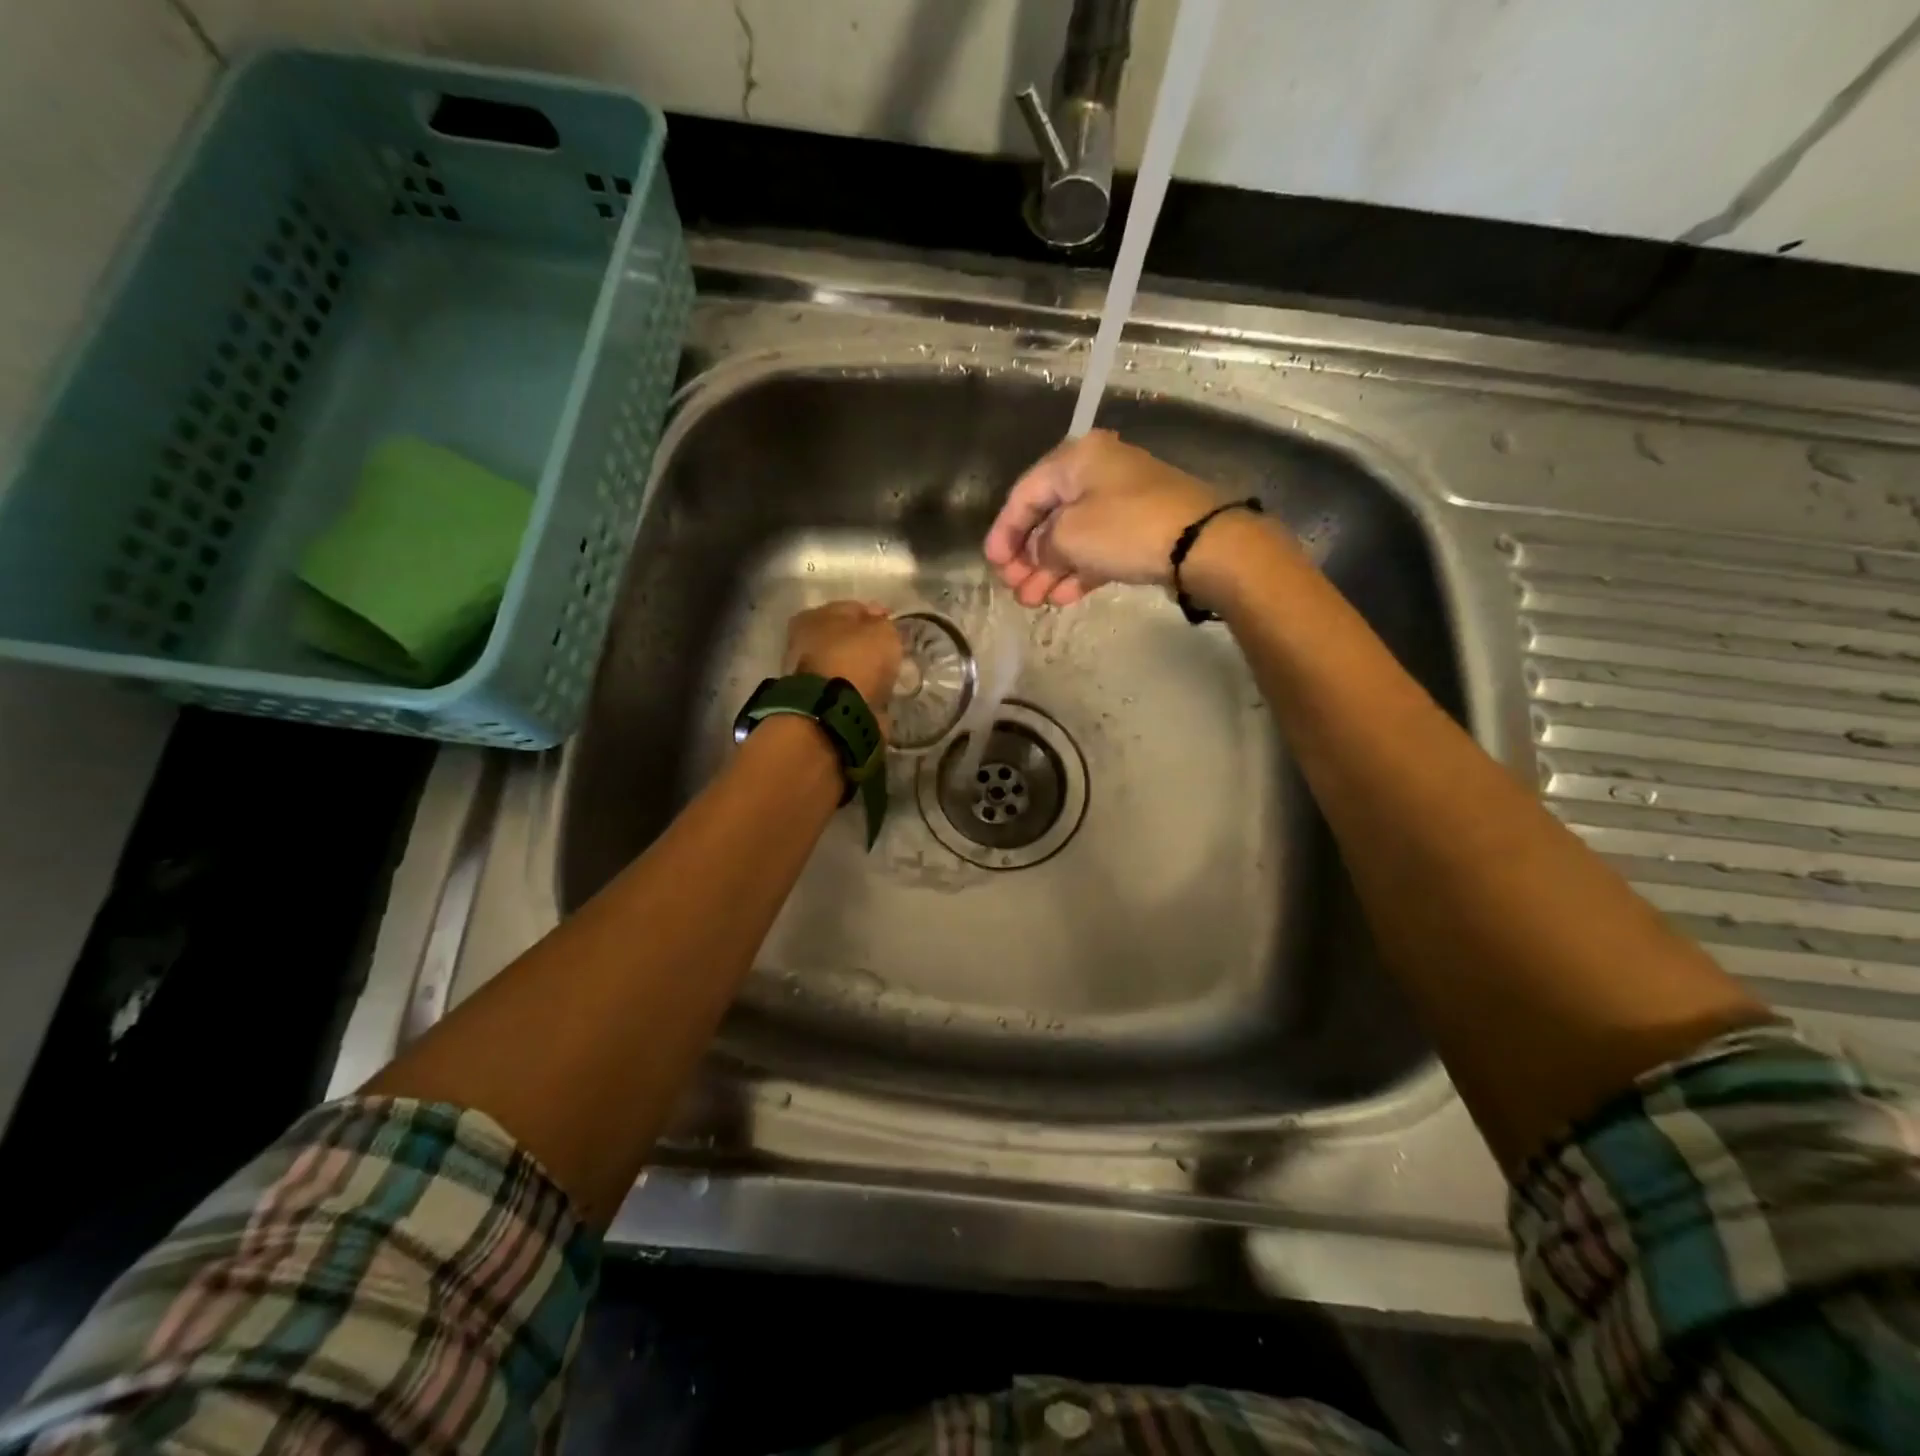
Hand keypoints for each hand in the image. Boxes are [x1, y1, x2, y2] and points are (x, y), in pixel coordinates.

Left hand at [785, 601, 902, 720]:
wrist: (834, 711)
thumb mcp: (882, 632)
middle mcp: (803, 641)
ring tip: (883, 676)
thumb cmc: (856, 659)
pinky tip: (873, 693)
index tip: (893, 627)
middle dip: (864, 644)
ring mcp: (806, 673)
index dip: (875, 616)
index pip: (852, 608)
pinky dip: (856, 690)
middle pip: (843, 638)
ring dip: (859, 669)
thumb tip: (881, 624)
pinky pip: (843, 688)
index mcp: (814, 616)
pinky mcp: (815, 700)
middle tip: (888, 653)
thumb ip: (883, 625)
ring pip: (842, 664)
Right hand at [983, 430, 1224, 606]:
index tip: (993, 564)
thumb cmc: (1126, 529)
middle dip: (1027, 557)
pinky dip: (1077, 571)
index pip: (1025, 494)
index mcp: (1076, 459)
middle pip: (1048, 517)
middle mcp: (1097, 473)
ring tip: (1033, 602)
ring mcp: (1121, 502)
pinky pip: (1097, 549)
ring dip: (1049, 571)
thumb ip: (1042, 546)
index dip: (1004, 531)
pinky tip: (1062, 598)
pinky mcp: (1139, 529)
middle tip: (1013, 588)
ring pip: (1072, 538)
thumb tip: (1040, 555)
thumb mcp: (1069, 536)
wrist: (1202, 544)